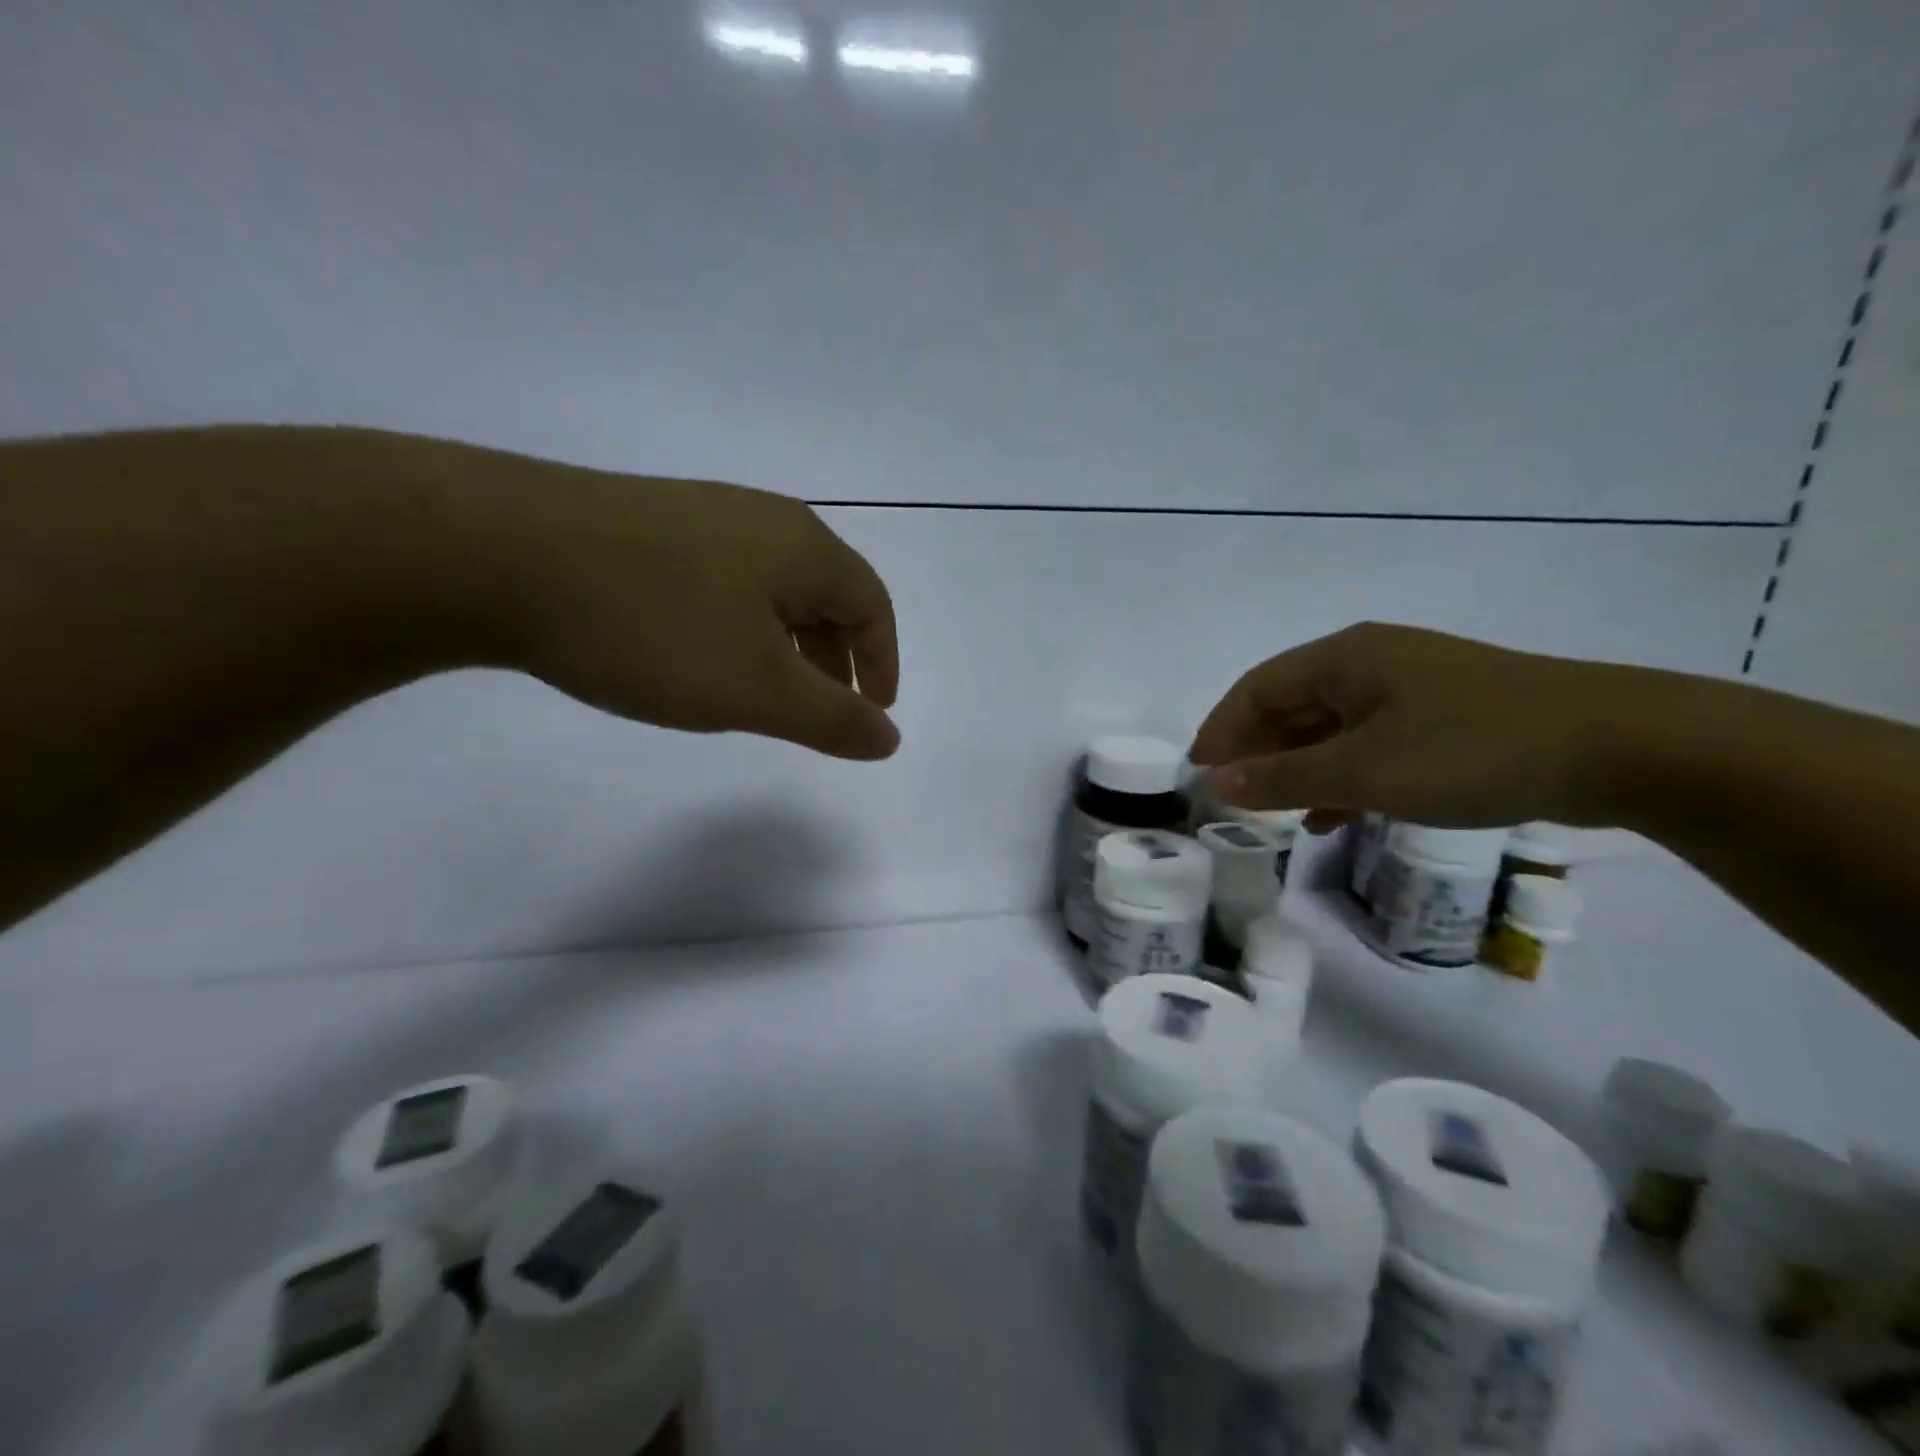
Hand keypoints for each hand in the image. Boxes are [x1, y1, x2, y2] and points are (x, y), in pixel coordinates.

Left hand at [471, 463, 899, 759]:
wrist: (492, 554)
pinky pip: (718, 581)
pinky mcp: (643, 525)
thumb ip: (833, 719)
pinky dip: (733, 627)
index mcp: (802, 546)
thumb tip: (889, 737)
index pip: (871, 605)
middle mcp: (760, 519)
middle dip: (833, 658)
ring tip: (759, 691)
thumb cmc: (653, 626)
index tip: (872, 712)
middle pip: (824, 593)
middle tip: (819, 711)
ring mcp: (697, 515)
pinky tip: (695, 655)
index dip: (882, 662)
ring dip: (782, 645)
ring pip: (768, 589)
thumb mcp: (757, 689)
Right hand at [1187, 622, 1617, 826]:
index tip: (1197, 772)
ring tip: (1274, 813)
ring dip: (1298, 769)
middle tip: (1230, 797)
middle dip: (1257, 752)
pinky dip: (1343, 777)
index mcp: (1345, 657)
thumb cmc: (1472, 749)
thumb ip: (1284, 778)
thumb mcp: (1365, 770)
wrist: (1621, 747)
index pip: (1257, 688)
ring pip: (1331, 728)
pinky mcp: (1445, 719)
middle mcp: (1372, 663)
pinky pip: (1370, 745)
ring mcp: (1412, 690)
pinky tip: (1334, 816)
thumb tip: (1216, 783)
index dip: (1221, 729)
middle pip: (1291, 705)